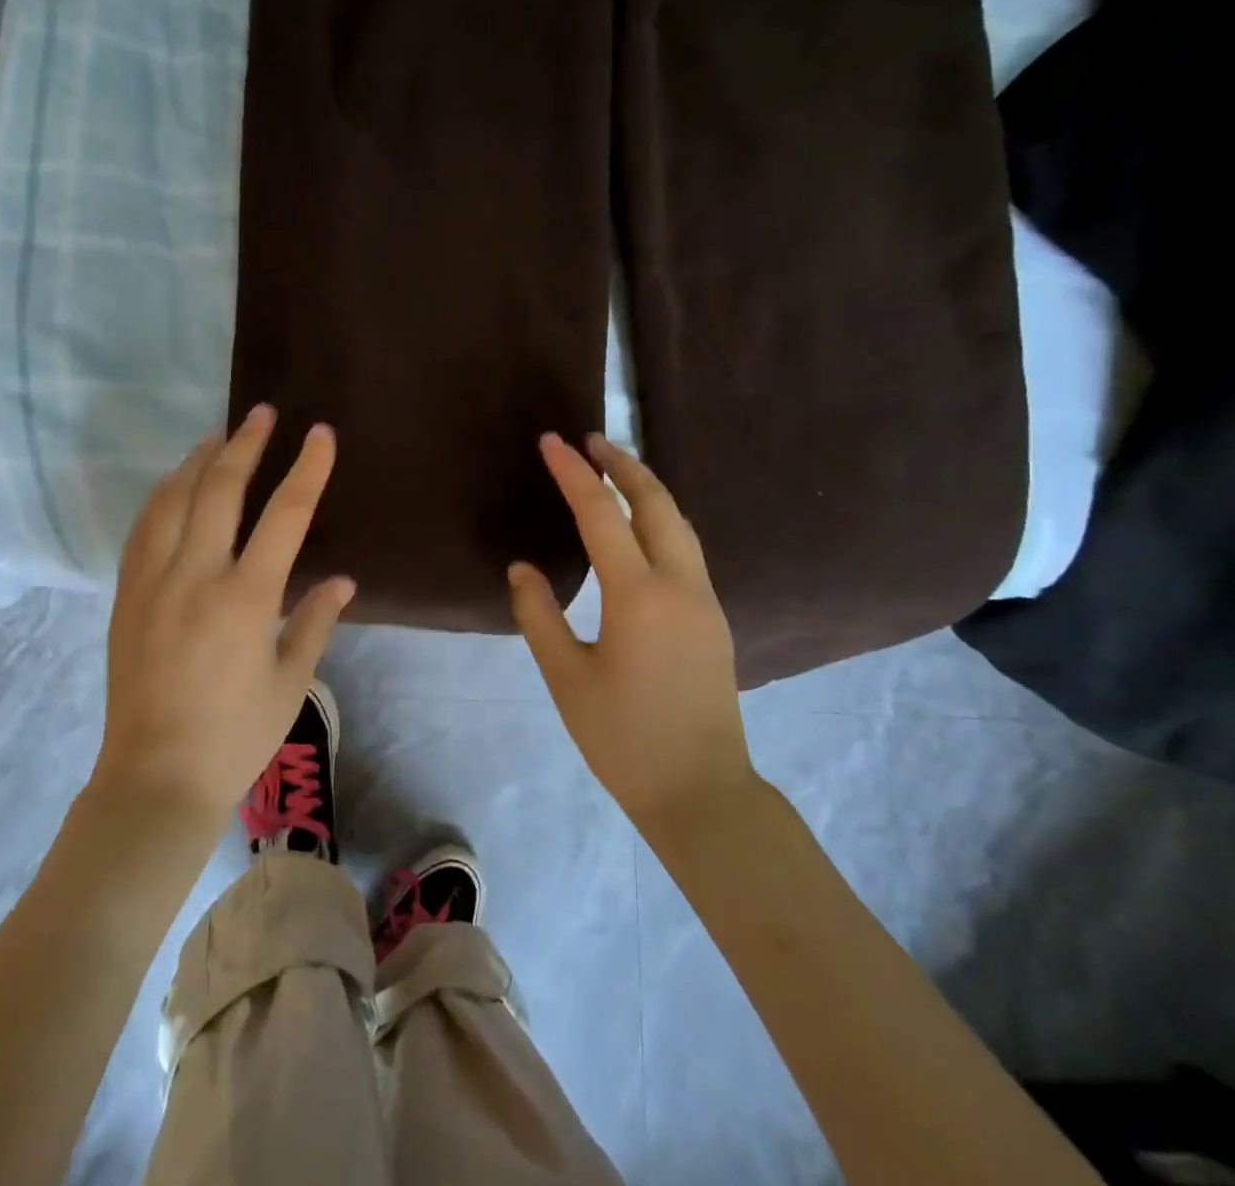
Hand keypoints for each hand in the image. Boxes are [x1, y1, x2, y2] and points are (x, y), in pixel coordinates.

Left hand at [95, 405, 354, 823]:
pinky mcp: (127, 595)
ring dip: (198, 461)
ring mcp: (154, 581)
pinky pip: (143, 529)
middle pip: (221, 489)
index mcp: (247, 597)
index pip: (285, 514)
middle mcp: (197, 575)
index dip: (307, 469)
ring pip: (174, 499)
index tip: (320, 434)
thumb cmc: (236, 735)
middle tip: (262, 413)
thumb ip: (315, 622)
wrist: (156, 777)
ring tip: (218, 437)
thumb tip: (343, 581)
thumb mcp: (291, 682)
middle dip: (246, 444)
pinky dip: (162, 496)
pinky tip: (173, 485)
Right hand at [509, 433, 754, 830]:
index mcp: (639, 596)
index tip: (551, 442)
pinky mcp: (713, 620)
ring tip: (614, 470)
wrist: (701, 793)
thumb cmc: (623, 738)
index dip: (574, 474)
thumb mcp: (565, 678)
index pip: (602, 515)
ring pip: (679, 524)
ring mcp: (704, 602)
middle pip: (656, 504)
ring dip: (646, 489)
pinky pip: (687, 549)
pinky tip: (639, 528)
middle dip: (623, 465)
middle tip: (589, 440)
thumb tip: (522, 569)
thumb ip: (539, 616)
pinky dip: (660, 519)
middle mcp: (680, 586)